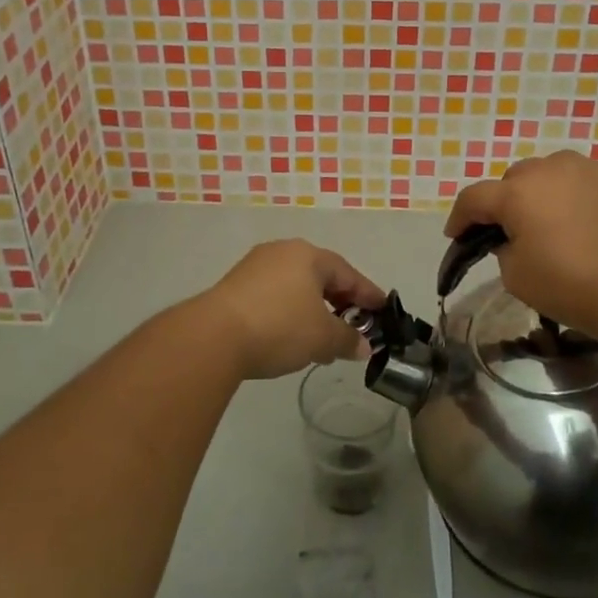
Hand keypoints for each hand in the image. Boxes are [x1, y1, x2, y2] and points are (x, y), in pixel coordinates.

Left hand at [204, 240, 385, 380]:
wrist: (214, 336)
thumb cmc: (279, 327)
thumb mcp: (322, 337)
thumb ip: (348, 339)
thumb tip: (363, 346)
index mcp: (309, 255)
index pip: (348, 274)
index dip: (368, 295)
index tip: (384, 311)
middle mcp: (283, 252)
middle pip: (321, 276)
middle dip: (340, 303)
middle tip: (355, 326)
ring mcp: (256, 266)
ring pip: (297, 286)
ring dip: (314, 310)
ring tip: (324, 339)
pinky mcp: (236, 285)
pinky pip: (275, 295)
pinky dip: (290, 312)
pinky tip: (292, 336)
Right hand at [444, 151, 597, 345]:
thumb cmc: (575, 287)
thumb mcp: (518, 278)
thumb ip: (504, 250)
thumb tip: (514, 238)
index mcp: (518, 192)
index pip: (474, 198)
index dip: (460, 218)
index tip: (456, 236)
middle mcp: (552, 169)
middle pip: (515, 181)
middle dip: (507, 203)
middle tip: (512, 233)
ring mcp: (592, 170)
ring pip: (553, 175)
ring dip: (545, 195)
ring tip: (554, 225)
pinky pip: (588, 184)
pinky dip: (579, 199)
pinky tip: (590, 226)